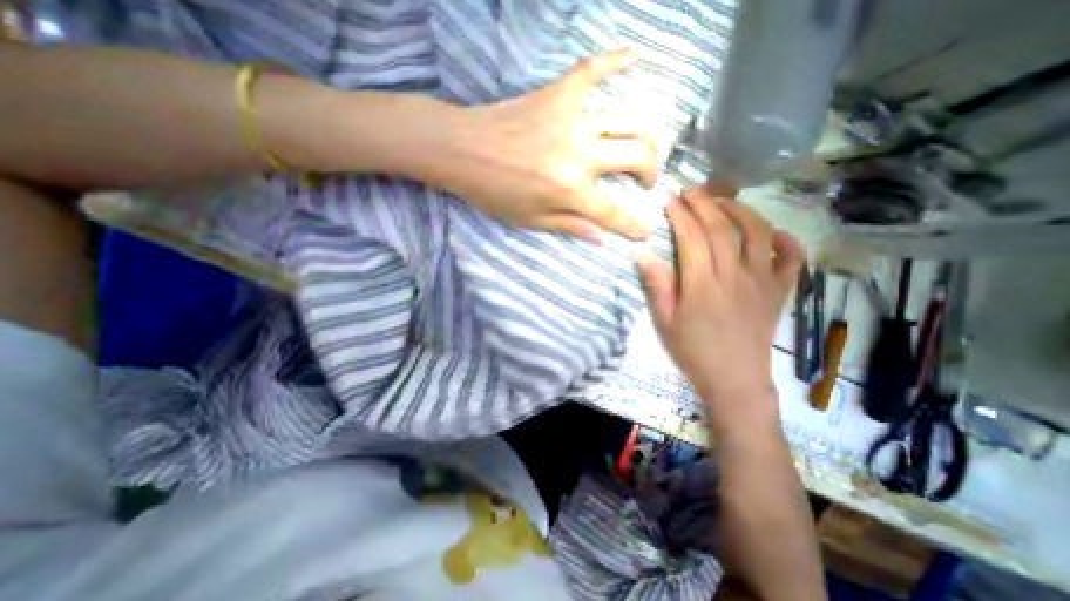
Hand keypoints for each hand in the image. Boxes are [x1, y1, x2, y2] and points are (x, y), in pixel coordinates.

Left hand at [439, 50, 657, 241]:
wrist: (460, 150)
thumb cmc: (492, 192)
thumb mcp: (529, 220)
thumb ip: (569, 227)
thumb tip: (601, 238)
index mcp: (570, 190)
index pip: (612, 213)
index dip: (632, 227)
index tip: (645, 232)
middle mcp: (580, 154)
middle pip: (635, 157)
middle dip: (651, 172)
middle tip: (646, 182)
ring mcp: (572, 119)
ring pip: (626, 121)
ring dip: (644, 137)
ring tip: (643, 148)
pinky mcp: (558, 94)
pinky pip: (592, 71)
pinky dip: (615, 61)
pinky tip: (636, 56)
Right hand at [633, 182, 802, 422]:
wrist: (734, 380)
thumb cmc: (693, 351)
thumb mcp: (664, 321)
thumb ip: (656, 286)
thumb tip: (642, 254)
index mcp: (702, 286)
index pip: (692, 238)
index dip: (680, 215)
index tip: (670, 199)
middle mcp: (735, 276)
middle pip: (723, 228)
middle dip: (705, 203)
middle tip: (691, 190)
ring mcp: (762, 282)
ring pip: (757, 233)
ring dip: (740, 210)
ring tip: (722, 201)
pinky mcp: (780, 291)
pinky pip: (792, 259)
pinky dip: (786, 240)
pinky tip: (771, 233)